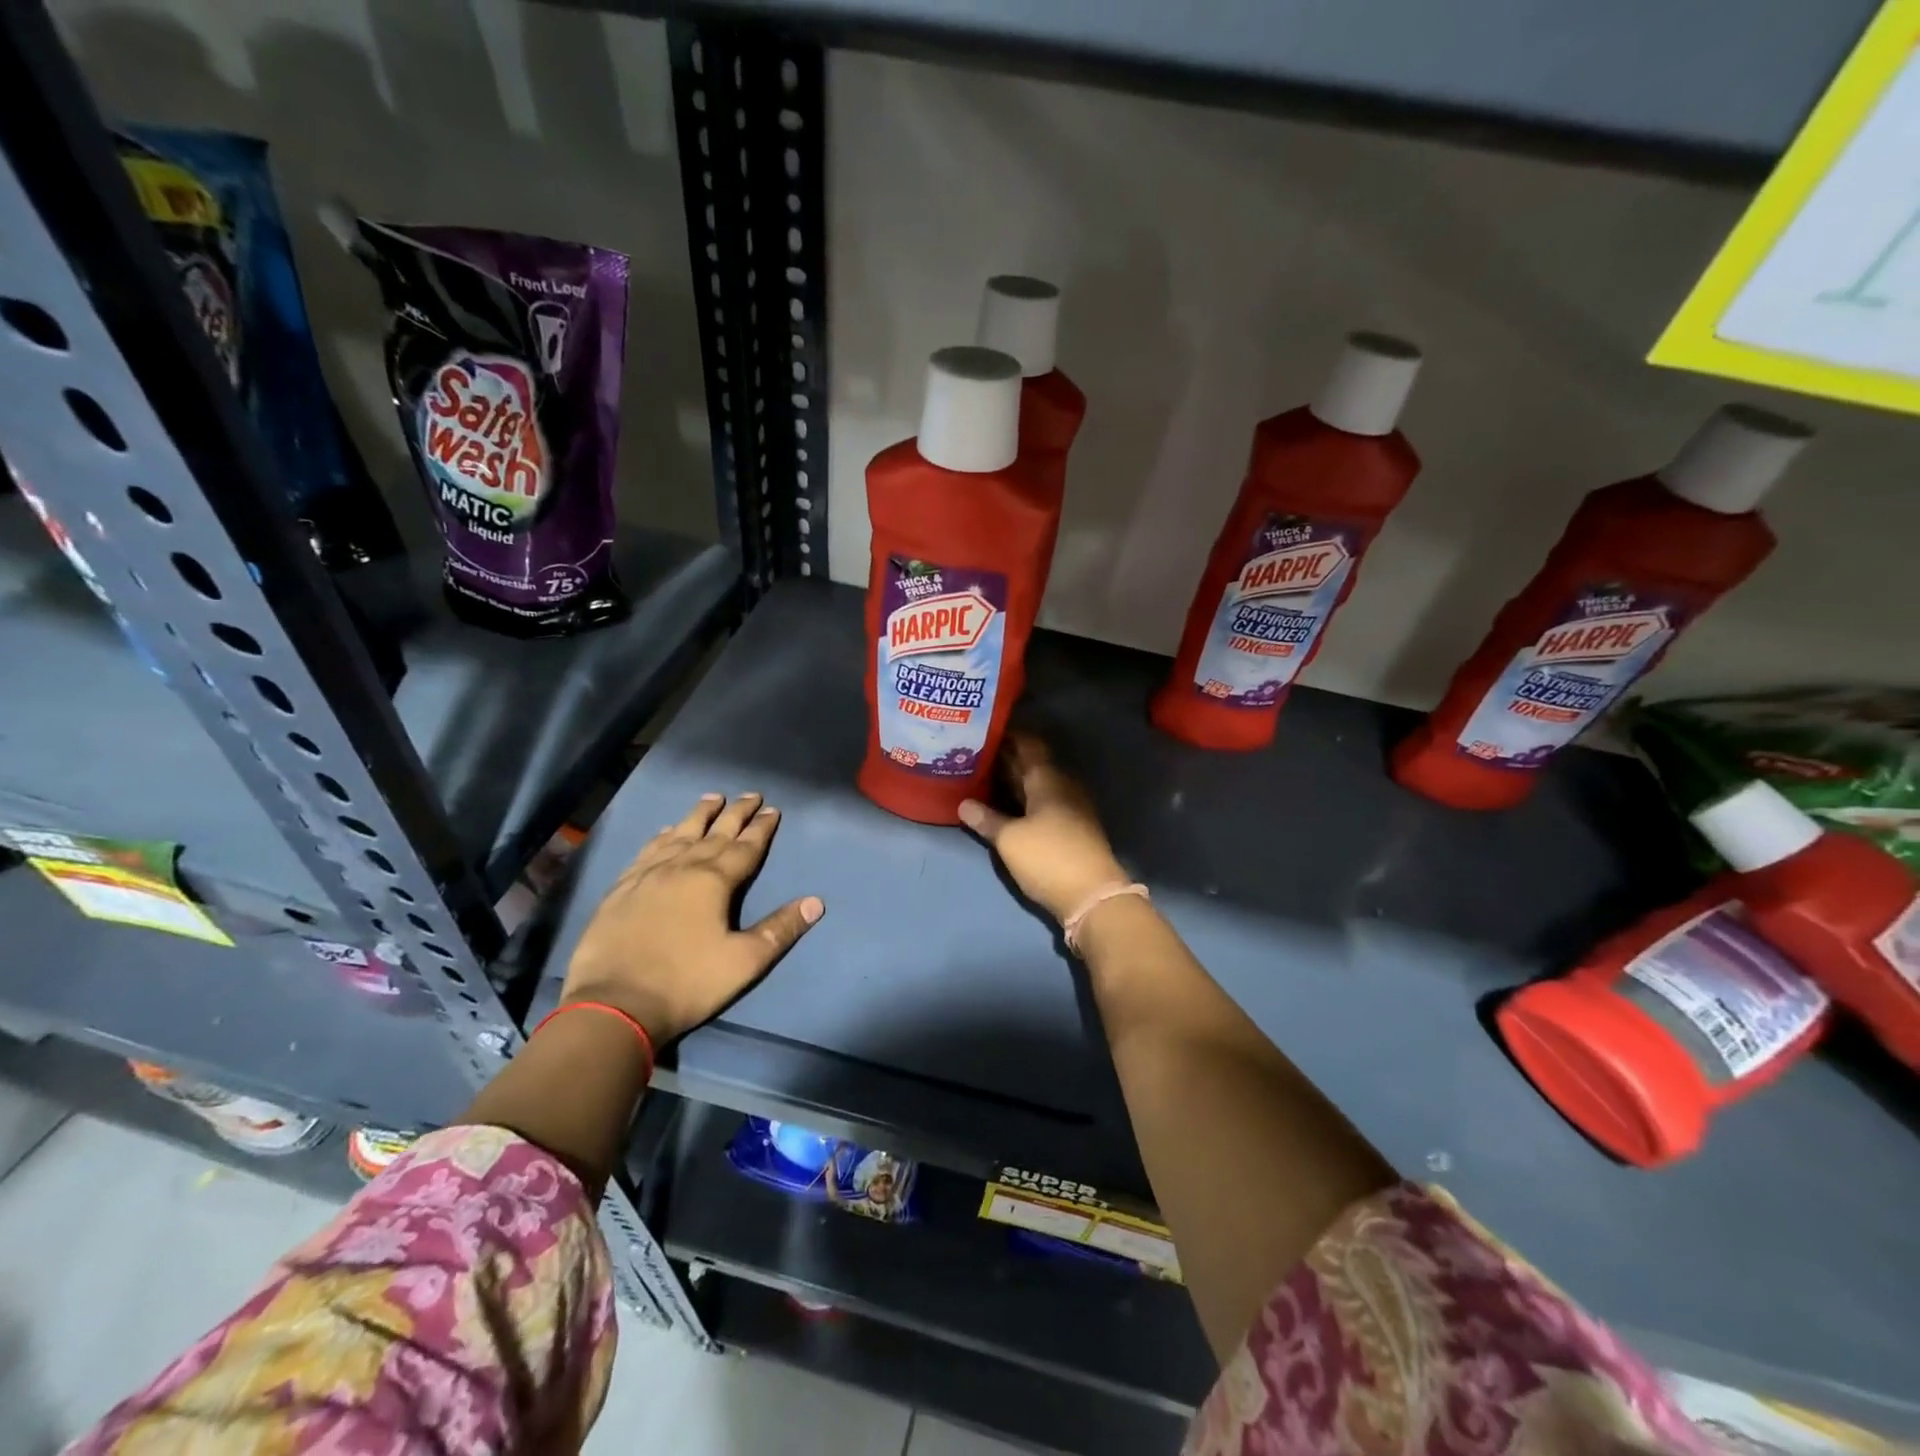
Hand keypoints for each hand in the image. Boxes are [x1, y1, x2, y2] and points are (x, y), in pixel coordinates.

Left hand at [560, 792, 822, 1044]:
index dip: (761, 828)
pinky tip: (666, 831)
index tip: (773, 810)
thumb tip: (815, 902)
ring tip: (712, 798)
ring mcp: (647, 875)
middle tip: (750, 795)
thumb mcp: (744, 962)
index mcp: (714, 882)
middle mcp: (682, 868)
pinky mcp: (621, 889)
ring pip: (679, 834)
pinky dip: (662, 836)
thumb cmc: (686, 983)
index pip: (745, 847)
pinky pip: (647, 851)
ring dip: (699, 815)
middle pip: (715, 833)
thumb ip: (780, 929)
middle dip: (736, 813)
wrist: (613, 1005)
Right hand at [958, 732, 1128, 922]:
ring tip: (981, 777)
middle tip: (973, 754)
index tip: (983, 730)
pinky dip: (1022, 799)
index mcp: (1048, 777)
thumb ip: (986, 819)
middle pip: (1032, 763)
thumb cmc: (1048, 857)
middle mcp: (1062, 785)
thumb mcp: (1009, 839)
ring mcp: (1069, 806)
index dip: (1007, 734)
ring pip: (1036, 784)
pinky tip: (1002, 806)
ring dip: (1012, 780)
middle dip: (1005, 758)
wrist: (1092, 895)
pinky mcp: (1070, 827)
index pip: (1028, 743)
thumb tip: (963, 803)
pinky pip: (1041, 802)